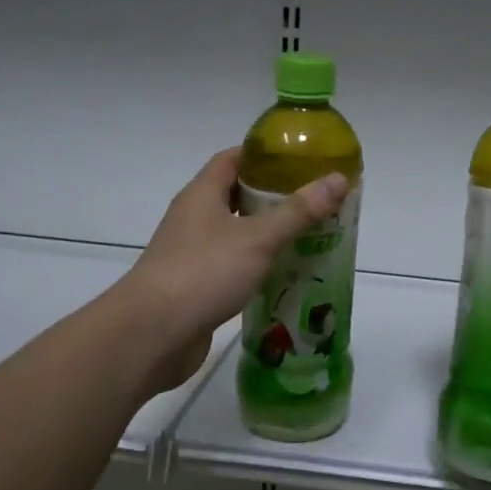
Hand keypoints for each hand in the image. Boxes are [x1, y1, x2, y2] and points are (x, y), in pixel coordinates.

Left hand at [118, 148, 349, 393]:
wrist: (152, 334)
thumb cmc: (203, 273)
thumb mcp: (257, 238)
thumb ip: (298, 211)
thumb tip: (338, 179)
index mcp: (202, 194)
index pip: (233, 159)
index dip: (264, 155)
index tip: (300, 159)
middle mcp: (194, 218)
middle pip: (236, 195)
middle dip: (274, 197)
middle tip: (314, 200)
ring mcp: (192, 253)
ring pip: (236, 233)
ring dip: (267, 233)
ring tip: (309, 236)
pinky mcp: (196, 285)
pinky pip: (232, 265)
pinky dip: (257, 265)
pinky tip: (284, 274)